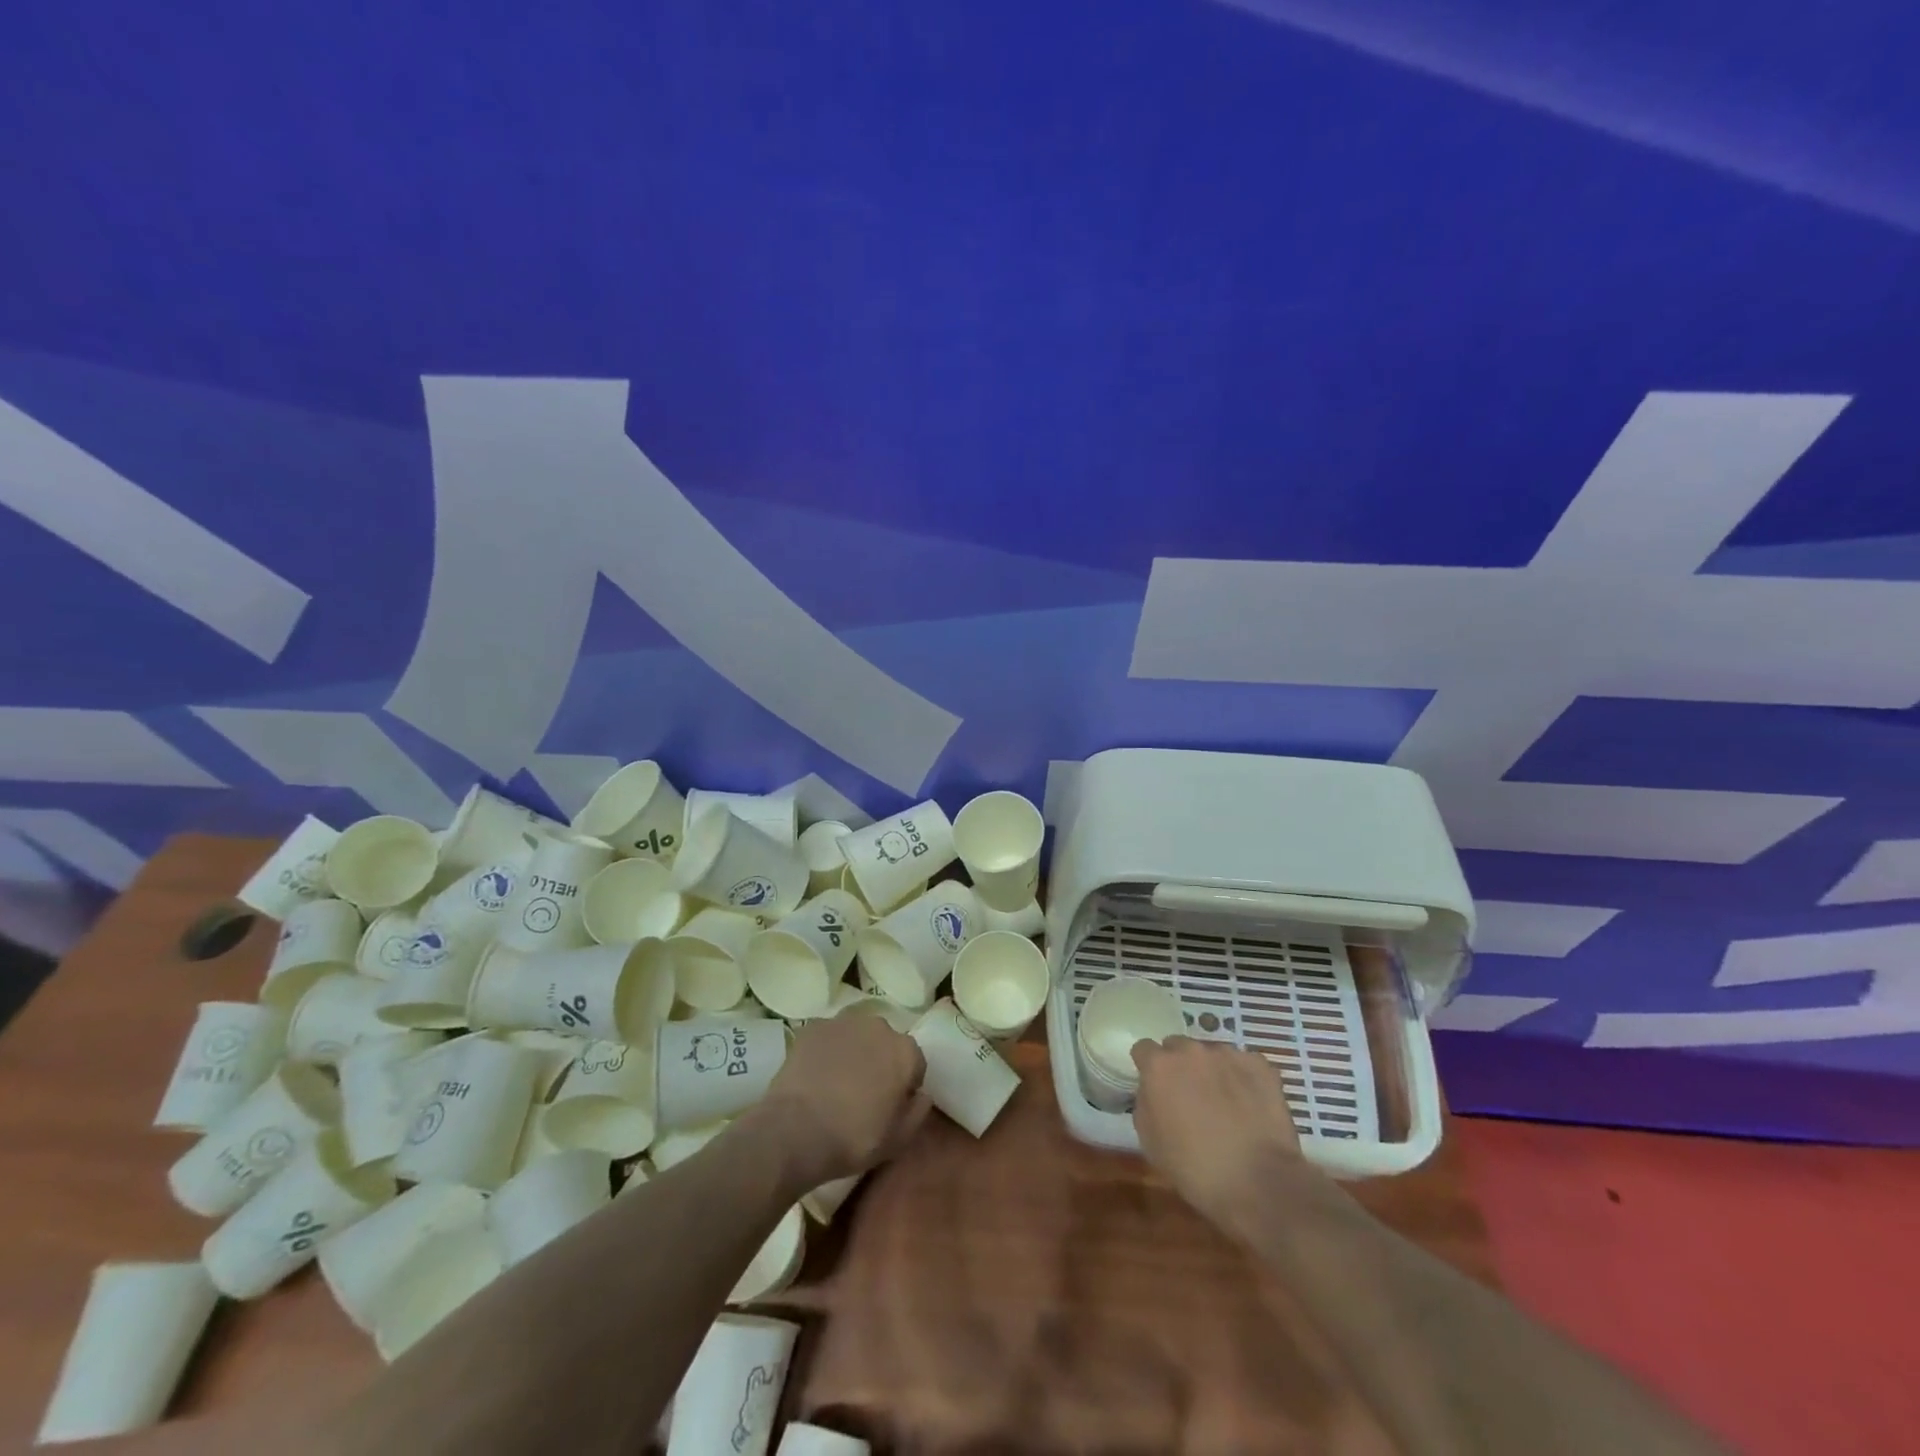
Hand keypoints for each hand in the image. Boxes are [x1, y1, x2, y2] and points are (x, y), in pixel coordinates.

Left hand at [752, 1015, 928, 1190]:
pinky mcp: (814, 1026)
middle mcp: (879, 1026)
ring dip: (853, 1052)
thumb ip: (918, 1111)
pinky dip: (825, 1050)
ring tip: (836, 1082)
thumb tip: (922, 1094)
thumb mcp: (898, 1139)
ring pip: (856, 1035)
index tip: (891, 1105)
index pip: (915, 1064)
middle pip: (885, 1043)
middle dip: (879, 1061)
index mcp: (905, 1051)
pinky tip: (815, 1075)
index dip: (905, 1085)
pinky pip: (828, 1037)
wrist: (795, 1130)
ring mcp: (844, 1022)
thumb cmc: (854, 1138)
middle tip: (863, 1093)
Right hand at [1132, 1036, 1310, 1221]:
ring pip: (1212, 1054)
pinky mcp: (1259, 1065)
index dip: (1149, 1068)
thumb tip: (1152, 1092)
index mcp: (1159, 1066)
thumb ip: (1146, 1104)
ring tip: (1225, 1103)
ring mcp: (1227, 1054)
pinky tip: (1250, 1104)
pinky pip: (1244, 1064)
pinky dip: (1244, 1078)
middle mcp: (1190, 1050)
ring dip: (1212, 1071)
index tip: (1156, 1086)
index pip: (1144, 1049)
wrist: (1257, 1183)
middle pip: (1178, 1046)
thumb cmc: (1194, 1168)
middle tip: (1190, 1096)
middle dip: (1180, 1066)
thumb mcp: (1149, 1140)